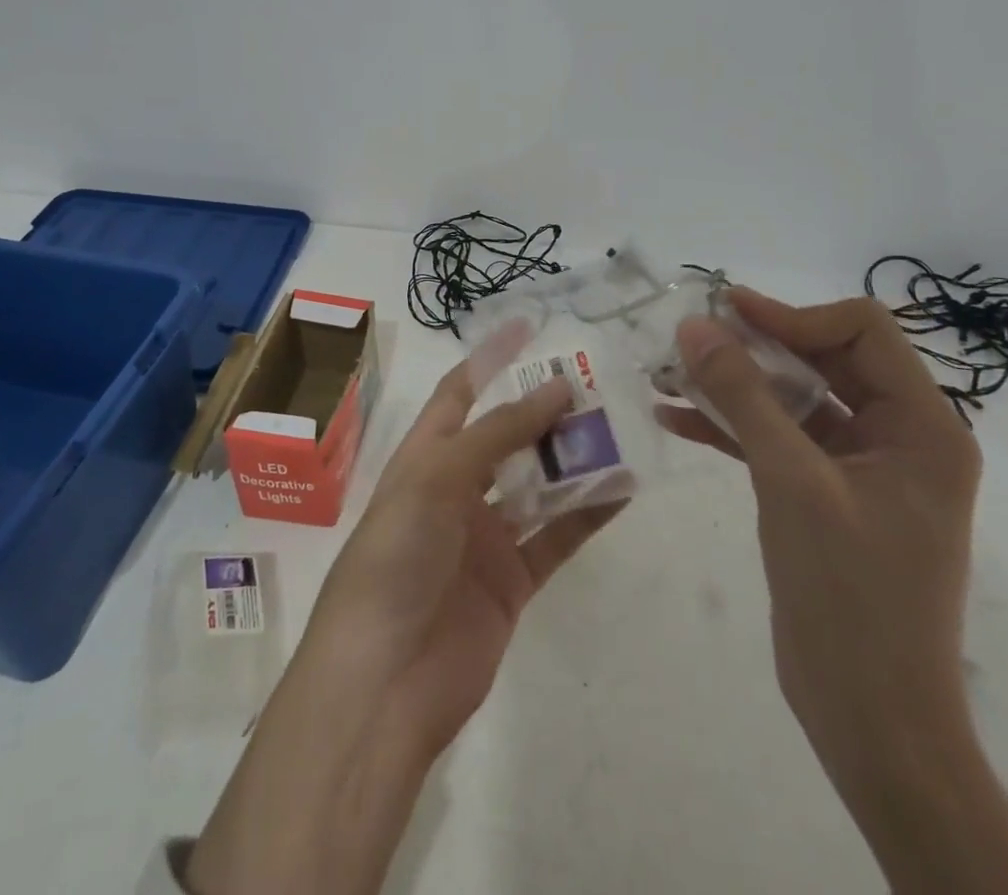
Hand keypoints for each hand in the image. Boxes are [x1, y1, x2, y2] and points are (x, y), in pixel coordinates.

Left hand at [306, 362, 624, 755]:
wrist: (384, 681)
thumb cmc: (396, 557)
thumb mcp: (437, 479)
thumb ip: (498, 433)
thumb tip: (556, 388)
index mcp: (425, 457)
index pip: (461, 392)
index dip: (492, 358)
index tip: (531, 326)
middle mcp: (455, 489)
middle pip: (507, 436)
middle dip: (545, 410)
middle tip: (595, 384)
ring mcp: (485, 536)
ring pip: (537, 484)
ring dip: (573, 460)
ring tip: (619, 430)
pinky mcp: (513, 581)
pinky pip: (556, 537)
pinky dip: (587, 514)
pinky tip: (623, 490)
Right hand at [663, 291, 1007, 894]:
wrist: (871, 719)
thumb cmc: (850, 596)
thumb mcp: (791, 481)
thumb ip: (743, 396)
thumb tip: (696, 326)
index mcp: (923, 426)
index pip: (861, 331)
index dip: (793, 315)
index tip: (727, 314)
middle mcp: (899, 436)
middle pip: (824, 359)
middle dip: (755, 345)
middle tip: (691, 337)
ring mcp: (861, 467)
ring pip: (794, 398)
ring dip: (735, 385)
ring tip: (669, 373)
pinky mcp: (826, 495)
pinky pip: (779, 439)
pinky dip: (732, 426)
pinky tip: (676, 418)